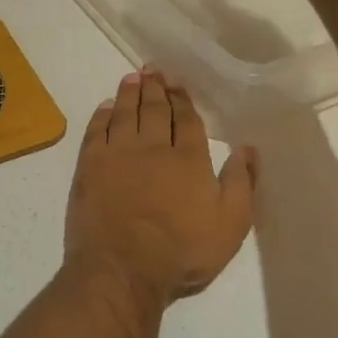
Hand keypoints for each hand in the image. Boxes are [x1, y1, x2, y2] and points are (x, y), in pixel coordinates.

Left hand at [63, 68, 257, 310]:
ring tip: (132, 78)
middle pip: (155, 110)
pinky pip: (97, 130)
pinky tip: (106, 107)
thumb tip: (248, 147)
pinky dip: (102, 115)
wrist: (122, 267)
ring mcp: (118, 153)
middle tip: (153, 70)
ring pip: (125, 113)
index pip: (187, 120)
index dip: (182, 99)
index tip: (177, 83)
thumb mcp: (230, 225)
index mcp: (188, 159)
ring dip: (129, 93)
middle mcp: (153, 147)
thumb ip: (241, 183)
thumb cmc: (181, 251)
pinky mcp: (90, 165)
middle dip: (156, 88)